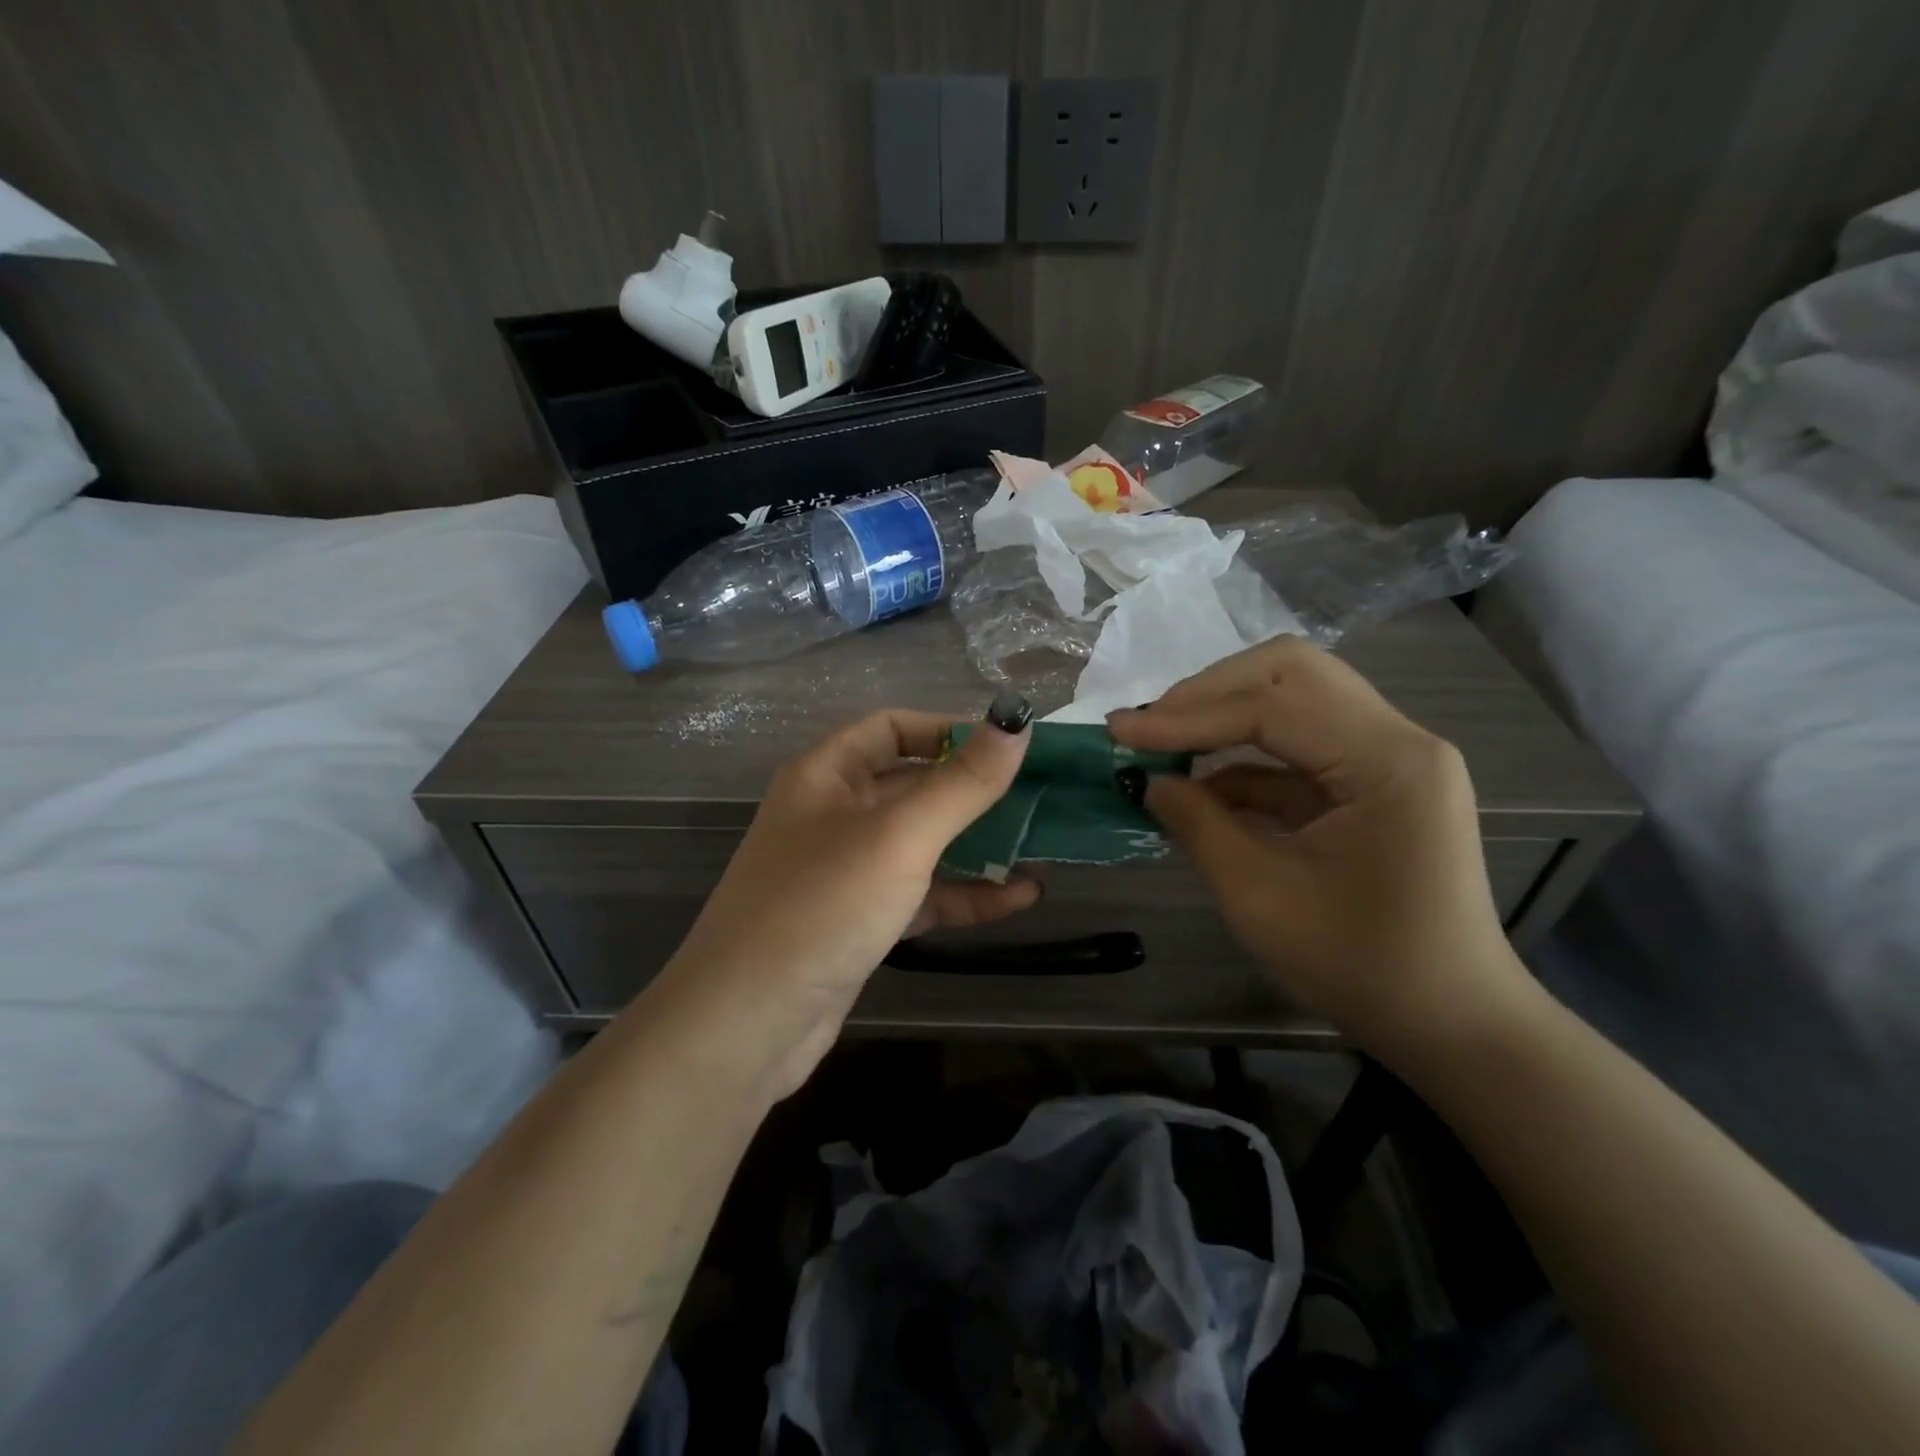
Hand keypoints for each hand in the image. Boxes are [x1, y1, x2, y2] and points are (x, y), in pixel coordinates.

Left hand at [667, 702, 1038, 1092]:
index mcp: (826, 775)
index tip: (1008, 747)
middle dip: (973, 790)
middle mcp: (833, 814)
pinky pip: (919, 893)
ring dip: (976, 844)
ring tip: (1040, 845)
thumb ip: (962, 782)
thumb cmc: (822, 907)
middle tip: (1039, 795)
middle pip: (912, 785)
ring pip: (920, 843)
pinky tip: (1019, 897)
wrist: (746, 1025)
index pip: (893, 727)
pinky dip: (963, 893)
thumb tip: (1016, 720)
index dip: (949, 729)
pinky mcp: (859, 921)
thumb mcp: (899, 837)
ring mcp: (845, 871)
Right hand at [1108, 637, 1529, 1068]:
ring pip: (1296, 696)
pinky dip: (1245, 754)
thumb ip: (1198, 825)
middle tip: (1151, 724)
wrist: (1451, 1021)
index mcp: (1386, 762)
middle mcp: (1398, 739)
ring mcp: (1390, 756)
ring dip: (1225, 712)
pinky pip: (1301, 743)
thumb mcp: (1260, 897)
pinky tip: (1199, 782)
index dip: (1186, 715)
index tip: (1119, 731)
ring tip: (1164, 742)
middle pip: (1291, 672)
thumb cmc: (1360, 967)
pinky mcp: (1375, 780)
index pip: (1271, 707)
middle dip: (1209, 690)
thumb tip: (1150, 781)